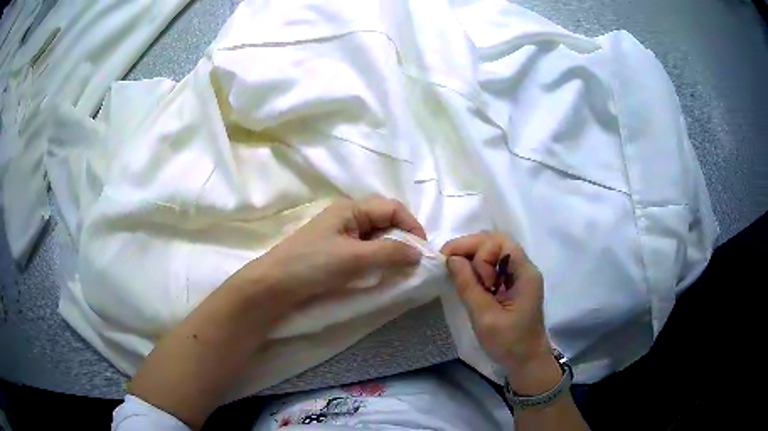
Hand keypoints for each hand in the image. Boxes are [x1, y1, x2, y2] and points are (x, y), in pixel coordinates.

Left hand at [226, 196, 426, 313]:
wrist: (274, 286)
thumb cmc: (313, 265)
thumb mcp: (354, 257)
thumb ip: (390, 253)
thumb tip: (418, 254)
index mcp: (350, 208)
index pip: (392, 208)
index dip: (412, 226)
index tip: (423, 251)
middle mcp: (347, 217)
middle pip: (385, 221)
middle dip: (403, 239)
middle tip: (414, 263)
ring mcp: (341, 235)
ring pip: (376, 238)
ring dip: (391, 252)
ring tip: (400, 270)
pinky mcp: (336, 253)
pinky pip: (365, 251)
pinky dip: (378, 261)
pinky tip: (381, 273)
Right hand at [441, 233, 559, 392]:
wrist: (526, 361)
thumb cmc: (509, 343)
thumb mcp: (485, 317)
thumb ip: (468, 286)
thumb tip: (451, 259)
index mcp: (524, 273)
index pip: (499, 243)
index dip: (475, 248)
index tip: (458, 269)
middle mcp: (524, 268)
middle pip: (497, 242)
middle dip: (471, 248)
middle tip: (450, 264)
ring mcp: (519, 276)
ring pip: (494, 252)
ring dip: (473, 258)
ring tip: (457, 273)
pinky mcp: (512, 285)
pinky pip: (494, 266)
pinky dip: (477, 268)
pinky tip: (467, 280)